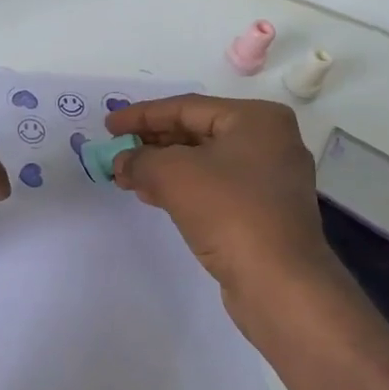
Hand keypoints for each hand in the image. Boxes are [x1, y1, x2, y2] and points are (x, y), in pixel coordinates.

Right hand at [107, 94, 343, 321]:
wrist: (279, 282)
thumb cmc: (229, 211)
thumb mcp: (173, 174)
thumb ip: (139, 160)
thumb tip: (122, 162)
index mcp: (256, 119)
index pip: (186, 107)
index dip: (142, 115)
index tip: (109, 125)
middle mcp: (268, 141)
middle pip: (196, 131)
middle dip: (152, 142)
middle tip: (116, 149)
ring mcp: (269, 178)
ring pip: (204, 161)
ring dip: (162, 166)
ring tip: (127, 175)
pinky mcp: (264, 211)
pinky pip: (214, 186)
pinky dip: (182, 187)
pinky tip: (153, 195)